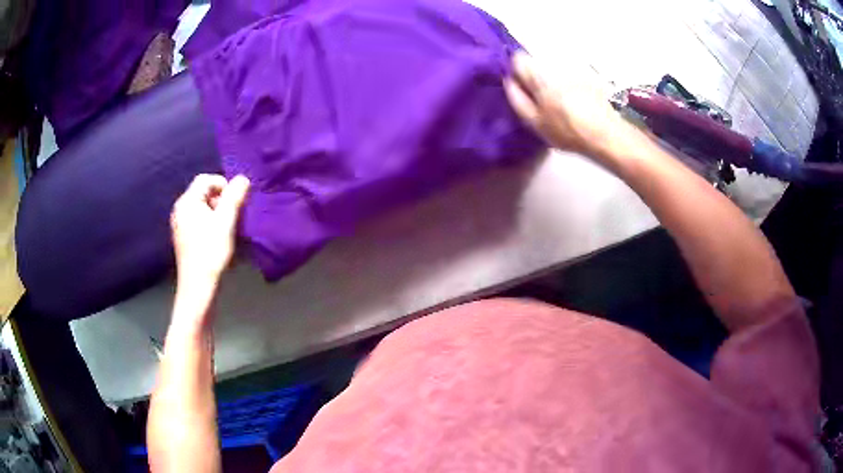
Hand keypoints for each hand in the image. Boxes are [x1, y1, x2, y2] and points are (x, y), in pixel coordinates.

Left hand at [170, 174, 250, 289]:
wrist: (198, 287)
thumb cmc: (211, 252)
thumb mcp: (225, 222)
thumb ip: (234, 197)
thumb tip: (243, 178)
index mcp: (187, 201)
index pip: (206, 179)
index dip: (223, 185)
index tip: (235, 203)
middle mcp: (180, 209)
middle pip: (203, 192)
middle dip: (221, 200)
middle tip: (233, 217)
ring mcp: (179, 223)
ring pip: (202, 207)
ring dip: (217, 213)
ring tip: (227, 229)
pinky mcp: (182, 237)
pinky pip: (197, 220)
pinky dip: (209, 223)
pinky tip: (217, 238)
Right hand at [504, 52, 637, 160]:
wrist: (605, 133)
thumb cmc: (566, 129)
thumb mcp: (534, 121)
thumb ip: (517, 98)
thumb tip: (508, 80)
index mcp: (538, 74)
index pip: (518, 58)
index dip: (516, 71)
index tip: (521, 86)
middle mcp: (555, 64)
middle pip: (536, 61)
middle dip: (535, 74)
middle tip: (540, 97)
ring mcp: (573, 68)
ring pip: (553, 66)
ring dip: (551, 77)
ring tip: (559, 99)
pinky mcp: (588, 74)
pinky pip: (570, 72)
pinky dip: (568, 81)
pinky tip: (575, 99)